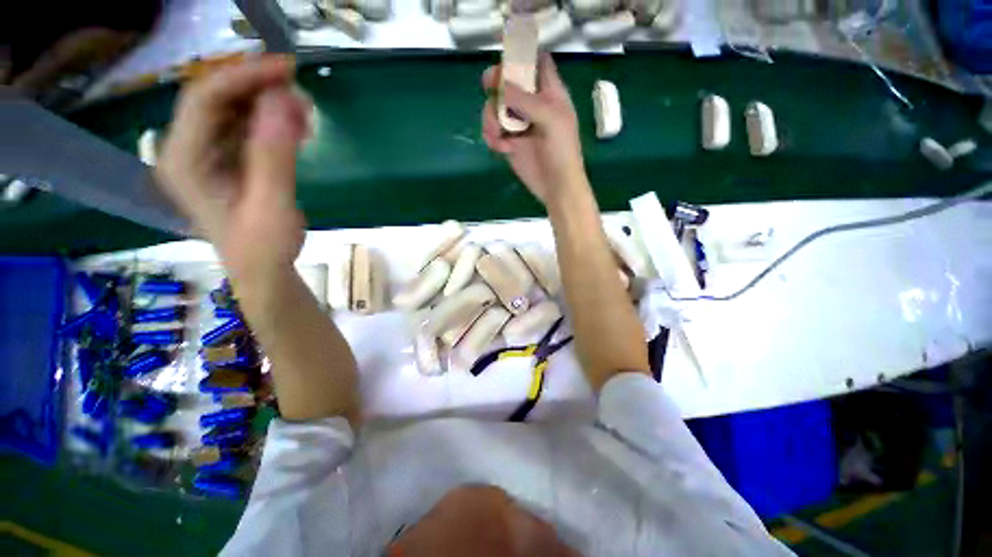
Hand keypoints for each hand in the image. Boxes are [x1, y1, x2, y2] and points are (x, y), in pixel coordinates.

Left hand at [156, 56, 309, 281]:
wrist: (263, 271)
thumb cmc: (264, 247)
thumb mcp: (271, 205)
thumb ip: (274, 156)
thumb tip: (284, 102)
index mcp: (183, 160)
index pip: (205, 98)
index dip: (244, 76)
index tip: (287, 69)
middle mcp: (186, 149)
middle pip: (217, 99)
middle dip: (259, 90)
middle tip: (302, 95)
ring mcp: (205, 154)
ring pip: (233, 110)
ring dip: (269, 106)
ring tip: (305, 116)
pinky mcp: (225, 160)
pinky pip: (245, 128)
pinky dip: (272, 123)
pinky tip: (296, 130)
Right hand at [481, 53, 585, 205]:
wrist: (556, 186)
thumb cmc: (562, 151)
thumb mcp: (551, 119)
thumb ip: (526, 99)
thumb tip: (498, 85)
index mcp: (550, 93)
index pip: (537, 63)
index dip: (522, 56)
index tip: (506, 61)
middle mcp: (532, 105)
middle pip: (508, 82)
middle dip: (497, 85)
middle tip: (490, 89)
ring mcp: (519, 124)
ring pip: (496, 108)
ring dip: (490, 118)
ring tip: (497, 135)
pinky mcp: (510, 143)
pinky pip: (493, 132)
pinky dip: (492, 138)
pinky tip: (501, 148)